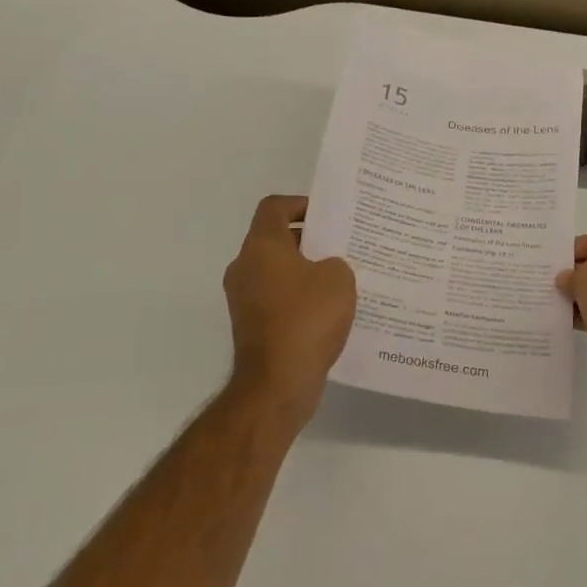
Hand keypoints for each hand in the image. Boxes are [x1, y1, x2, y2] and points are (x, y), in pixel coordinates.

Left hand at [223, 195, 356, 422]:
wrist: (277, 383)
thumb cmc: (307, 318)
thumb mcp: (339, 278)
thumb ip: (335, 262)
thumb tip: (325, 269)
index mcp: (261, 246)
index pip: (274, 207)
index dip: (300, 204)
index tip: (328, 215)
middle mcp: (245, 267)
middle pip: (275, 239)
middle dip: (309, 239)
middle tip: (342, 245)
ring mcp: (244, 299)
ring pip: (277, 271)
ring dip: (305, 271)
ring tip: (341, 279)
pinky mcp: (251, 326)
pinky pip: (278, 299)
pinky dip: (299, 298)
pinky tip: (328, 310)